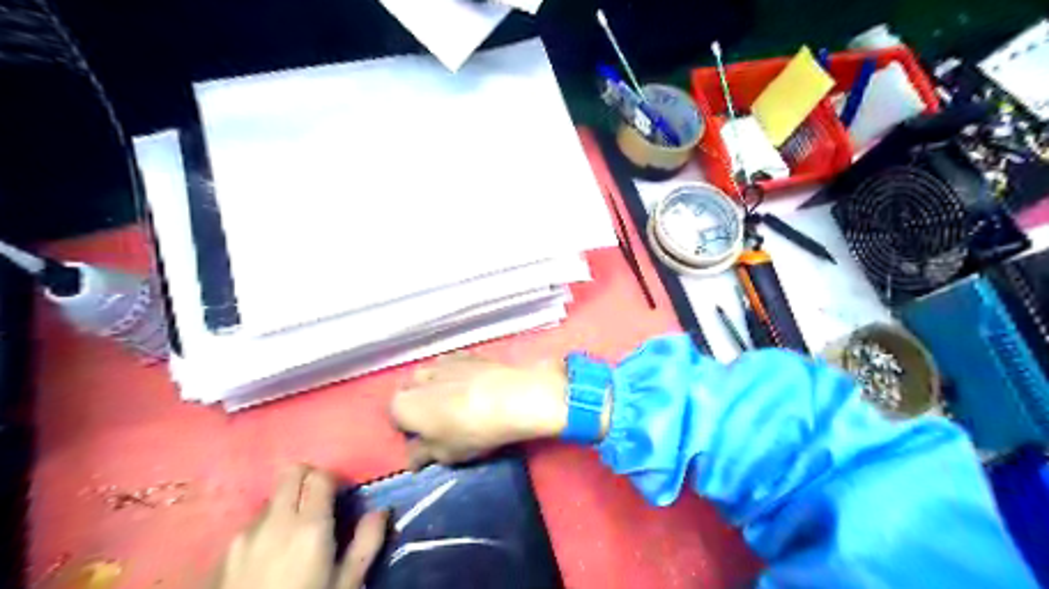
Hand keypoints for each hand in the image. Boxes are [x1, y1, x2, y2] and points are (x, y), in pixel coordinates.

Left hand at [208, 464, 385, 588]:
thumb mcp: (347, 584)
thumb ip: (367, 542)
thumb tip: (381, 510)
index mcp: (310, 527)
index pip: (320, 476)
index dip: (334, 480)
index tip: (343, 496)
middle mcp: (275, 521)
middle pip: (291, 473)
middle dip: (309, 479)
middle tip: (322, 503)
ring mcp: (244, 535)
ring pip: (271, 498)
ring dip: (287, 505)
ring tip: (295, 535)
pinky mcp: (223, 553)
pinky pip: (251, 524)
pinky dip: (267, 527)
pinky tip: (271, 555)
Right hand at [392, 355, 569, 469]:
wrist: (510, 398)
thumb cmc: (470, 432)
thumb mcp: (445, 453)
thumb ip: (423, 455)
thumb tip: (413, 460)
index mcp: (403, 405)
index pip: (396, 419)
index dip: (410, 430)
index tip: (426, 440)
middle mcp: (417, 378)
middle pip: (412, 392)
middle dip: (421, 404)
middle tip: (441, 421)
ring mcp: (442, 361)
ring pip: (432, 376)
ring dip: (438, 387)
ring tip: (459, 402)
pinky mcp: (466, 353)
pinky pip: (454, 366)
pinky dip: (458, 375)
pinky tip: (474, 386)